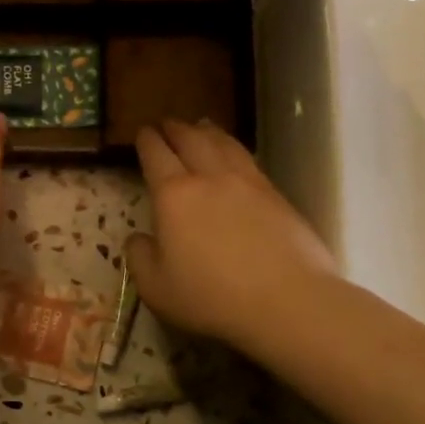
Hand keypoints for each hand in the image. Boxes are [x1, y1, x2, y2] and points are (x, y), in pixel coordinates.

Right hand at [125, 119, 336, 349]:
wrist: (286, 300)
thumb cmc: (211, 297)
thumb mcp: (156, 288)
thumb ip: (140, 259)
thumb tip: (139, 238)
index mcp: (174, 195)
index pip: (156, 155)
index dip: (147, 141)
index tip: (142, 132)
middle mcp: (210, 178)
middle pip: (191, 140)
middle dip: (175, 129)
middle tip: (168, 123)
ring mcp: (247, 182)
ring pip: (223, 144)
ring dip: (207, 132)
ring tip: (201, 126)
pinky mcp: (276, 194)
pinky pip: (248, 159)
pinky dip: (234, 148)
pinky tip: (235, 155)